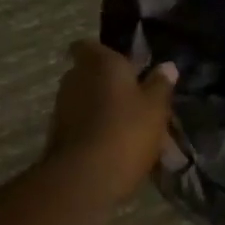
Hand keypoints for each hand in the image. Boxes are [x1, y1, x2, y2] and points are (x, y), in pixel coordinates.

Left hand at [45, 41, 177, 201]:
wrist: (83, 178)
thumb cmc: (125, 131)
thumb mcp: (155, 108)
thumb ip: (160, 85)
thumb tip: (167, 66)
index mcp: (100, 62)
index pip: (89, 45)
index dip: (104, 53)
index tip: (124, 65)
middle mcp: (75, 78)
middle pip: (90, 74)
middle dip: (109, 83)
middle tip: (136, 98)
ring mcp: (62, 107)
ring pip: (86, 100)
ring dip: (103, 109)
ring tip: (131, 127)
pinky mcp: (57, 135)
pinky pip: (81, 124)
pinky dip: (96, 129)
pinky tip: (116, 146)